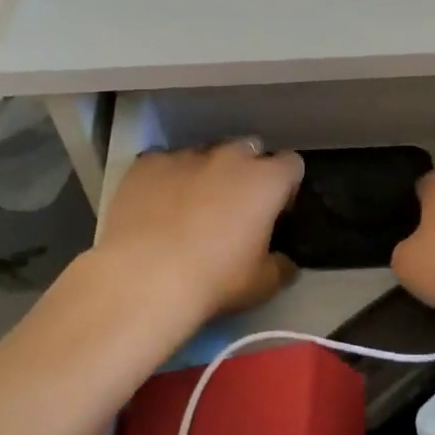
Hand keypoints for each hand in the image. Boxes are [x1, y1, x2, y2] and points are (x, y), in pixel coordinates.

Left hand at [97, 140, 304, 324]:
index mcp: (266, 181)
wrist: (143, 279)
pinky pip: (164, 163)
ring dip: (207, 173)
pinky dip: (167, 178)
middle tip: (236, 207)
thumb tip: (285, 263)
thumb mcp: (261, 285)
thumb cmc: (213, 280)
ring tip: (192, 207)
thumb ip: (280, 267)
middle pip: (249, 149)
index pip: (292, 164)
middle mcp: (229, 158)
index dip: (286, 186)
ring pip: (205, 154)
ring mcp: (185, 157)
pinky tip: (156, 205)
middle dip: (247, 171)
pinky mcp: (146, 164)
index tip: (276, 211)